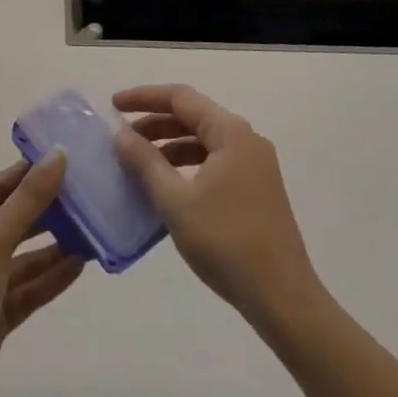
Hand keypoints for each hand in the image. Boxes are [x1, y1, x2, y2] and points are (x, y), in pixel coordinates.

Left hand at [0, 151, 84, 396]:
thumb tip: (58, 154)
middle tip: (86, 195)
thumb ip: (28, 201)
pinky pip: (27, 290)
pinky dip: (50, 278)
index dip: (29, 172)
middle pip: (11, 221)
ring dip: (54, 247)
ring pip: (23, 258)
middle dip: (47, 211)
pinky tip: (79, 266)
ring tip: (90, 231)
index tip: (67, 159)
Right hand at [113, 84, 320, 326]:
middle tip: (121, 139)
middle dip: (155, 124)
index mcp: (230, 133)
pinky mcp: (257, 189)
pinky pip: (214, 162)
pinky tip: (168, 188)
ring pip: (204, 141)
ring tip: (138, 164)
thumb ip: (146, 163)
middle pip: (193, 117)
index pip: (180, 98)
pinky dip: (187, 166)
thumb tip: (121, 135)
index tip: (114, 105)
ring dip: (170, 146)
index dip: (144, 97)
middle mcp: (246, 140)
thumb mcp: (176, 202)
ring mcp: (255, 165)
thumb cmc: (227, 243)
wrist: (283, 298)